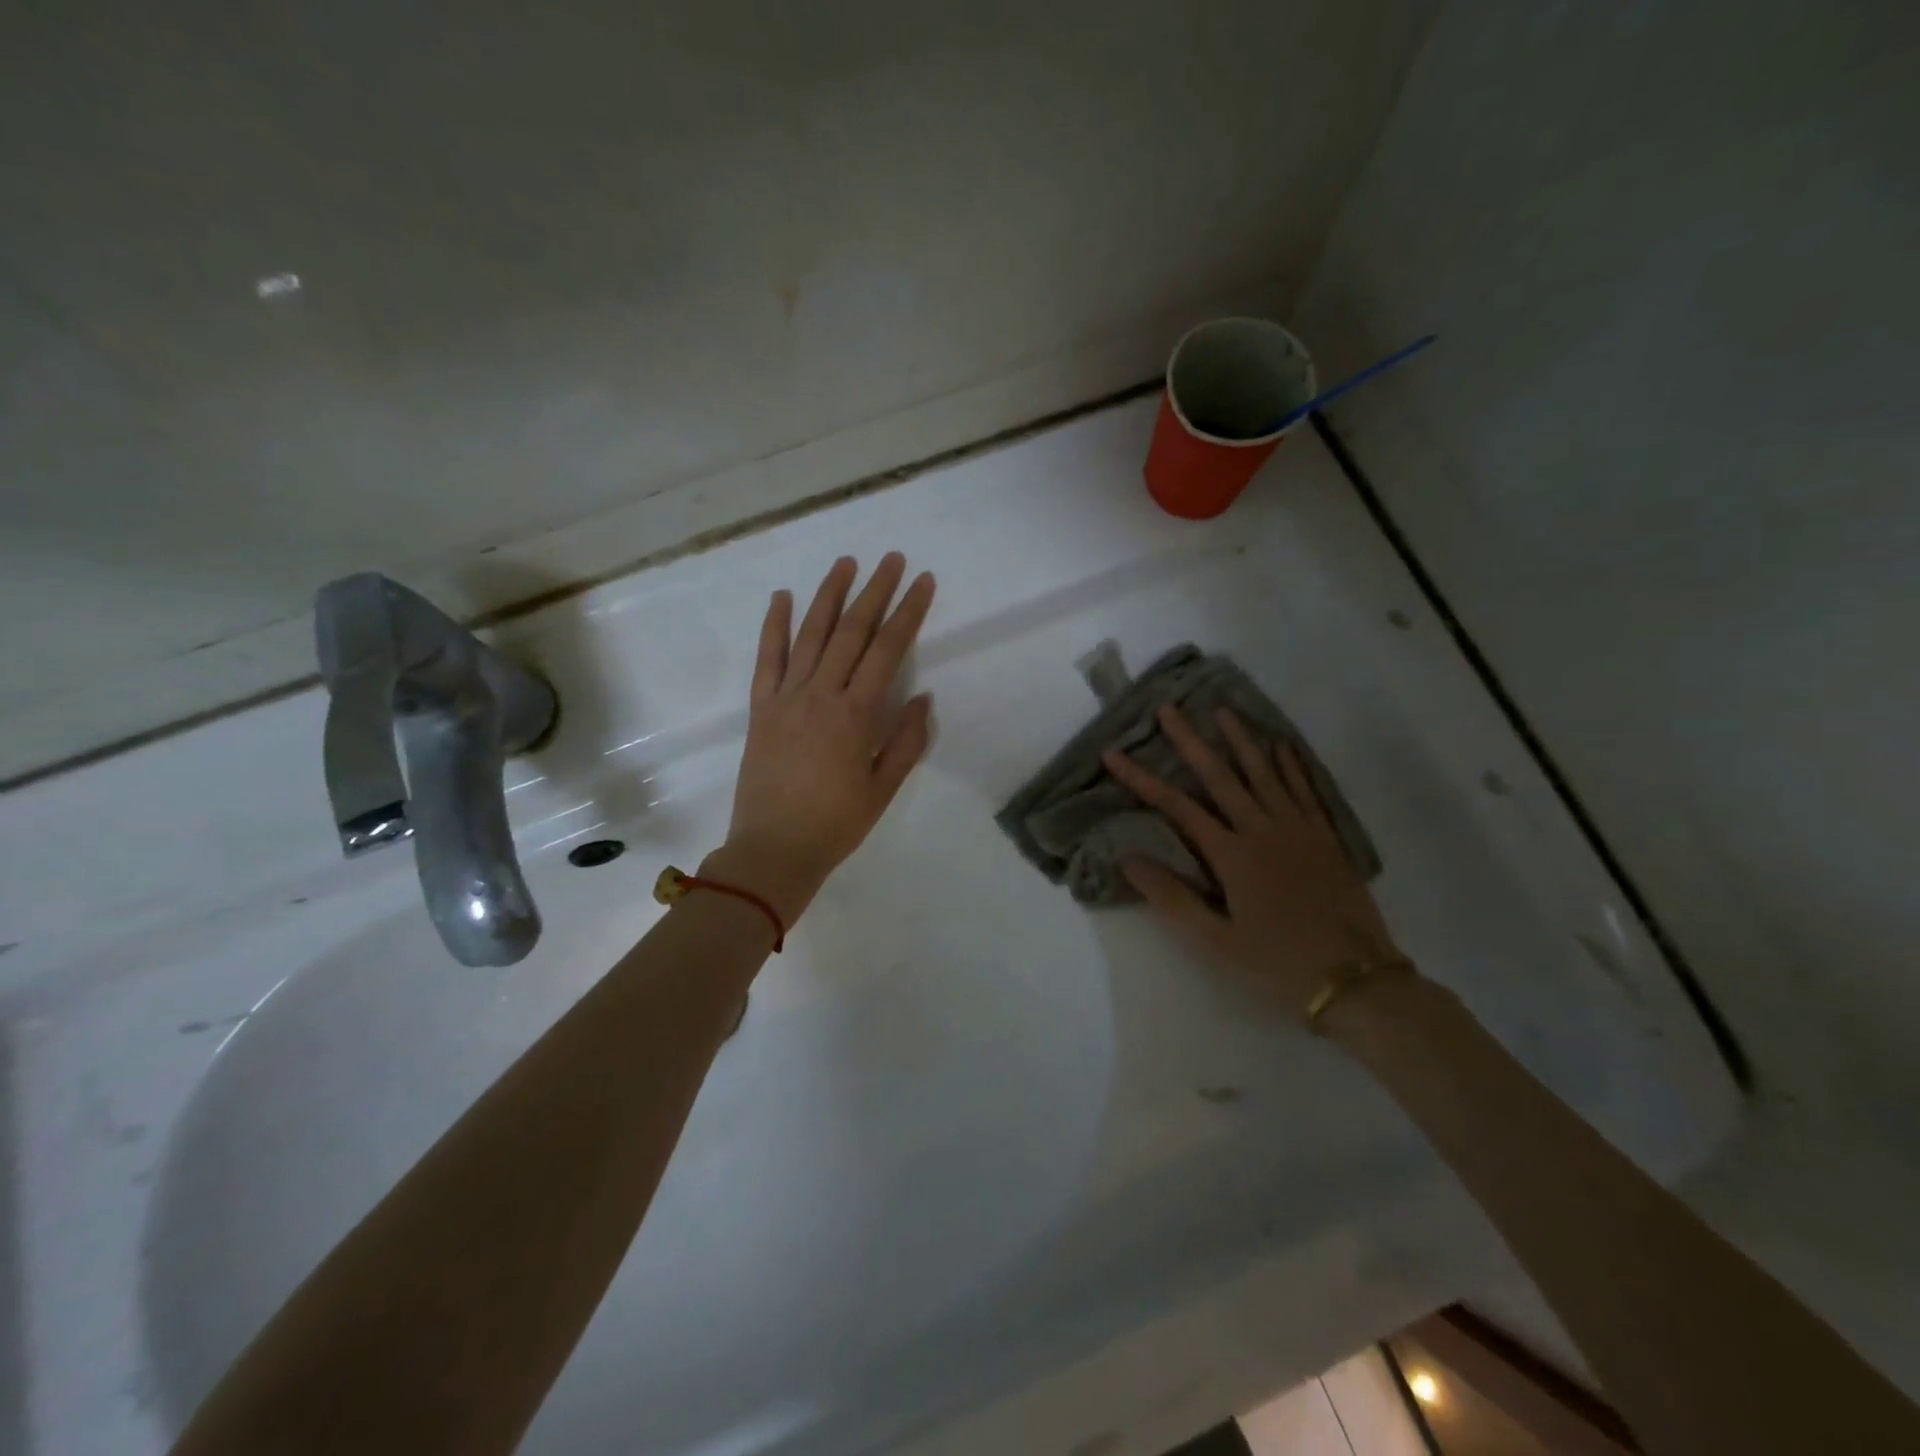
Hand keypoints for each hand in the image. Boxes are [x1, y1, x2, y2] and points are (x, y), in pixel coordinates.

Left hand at [714, 553, 935, 921]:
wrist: (773, 850)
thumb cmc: (836, 824)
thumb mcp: (883, 788)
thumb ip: (906, 740)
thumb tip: (922, 696)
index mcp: (856, 714)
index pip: (887, 650)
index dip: (908, 612)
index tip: (923, 582)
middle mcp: (821, 694)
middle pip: (852, 631)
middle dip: (874, 591)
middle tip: (891, 558)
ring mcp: (786, 697)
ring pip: (811, 635)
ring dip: (829, 596)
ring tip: (845, 563)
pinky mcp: (760, 708)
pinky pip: (767, 659)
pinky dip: (774, 626)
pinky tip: (782, 597)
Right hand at [1102, 705, 1401, 1017]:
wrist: (1358, 982)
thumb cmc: (1278, 965)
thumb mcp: (1216, 941)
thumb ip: (1172, 897)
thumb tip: (1128, 858)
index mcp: (1233, 855)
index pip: (1177, 806)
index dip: (1142, 778)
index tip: (1114, 753)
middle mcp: (1263, 830)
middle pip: (1220, 776)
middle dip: (1191, 741)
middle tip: (1169, 708)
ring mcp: (1299, 830)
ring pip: (1266, 773)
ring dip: (1241, 739)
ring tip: (1223, 710)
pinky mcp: (1326, 838)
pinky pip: (1306, 789)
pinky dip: (1292, 764)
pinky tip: (1281, 745)